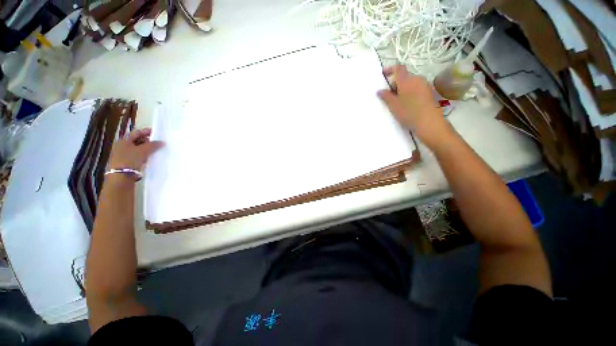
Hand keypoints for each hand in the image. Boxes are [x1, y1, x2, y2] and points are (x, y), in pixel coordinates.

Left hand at [108, 128, 163, 171]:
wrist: (121, 176)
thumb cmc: (130, 160)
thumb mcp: (143, 151)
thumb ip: (153, 145)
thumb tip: (162, 142)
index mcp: (124, 140)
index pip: (137, 132)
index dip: (147, 131)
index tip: (157, 133)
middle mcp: (122, 146)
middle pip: (136, 140)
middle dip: (147, 140)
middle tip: (157, 142)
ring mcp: (123, 154)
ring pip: (137, 148)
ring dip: (146, 149)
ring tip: (156, 150)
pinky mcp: (125, 162)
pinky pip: (136, 156)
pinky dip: (143, 155)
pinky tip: (149, 158)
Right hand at [377, 65, 450, 147]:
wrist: (429, 122)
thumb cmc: (409, 112)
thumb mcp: (393, 105)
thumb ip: (386, 96)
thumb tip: (379, 91)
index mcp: (407, 80)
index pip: (398, 68)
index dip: (390, 69)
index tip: (383, 74)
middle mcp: (417, 79)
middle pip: (404, 77)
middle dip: (395, 83)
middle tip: (388, 95)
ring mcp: (425, 85)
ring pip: (411, 83)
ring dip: (403, 89)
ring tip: (397, 102)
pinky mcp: (429, 93)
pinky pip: (417, 89)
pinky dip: (410, 93)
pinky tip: (407, 105)